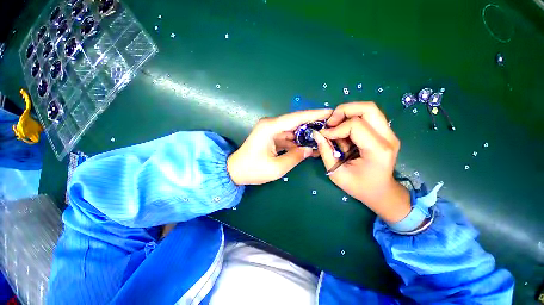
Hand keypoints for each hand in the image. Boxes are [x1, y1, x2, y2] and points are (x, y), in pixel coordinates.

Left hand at [227, 109, 332, 184]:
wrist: (235, 171)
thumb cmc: (253, 169)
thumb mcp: (276, 167)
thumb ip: (295, 157)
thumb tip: (310, 150)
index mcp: (270, 128)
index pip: (296, 118)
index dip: (314, 114)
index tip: (330, 112)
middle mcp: (271, 125)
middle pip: (296, 122)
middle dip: (313, 124)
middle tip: (330, 126)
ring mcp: (271, 130)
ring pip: (293, 130)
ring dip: (306, 134)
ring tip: (322, 138)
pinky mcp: (271, 136)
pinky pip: (288, 136)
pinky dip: (297, 141)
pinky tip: (308, 146)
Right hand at [312, 102, 410, 222]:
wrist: (381, 192)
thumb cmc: (359, 187)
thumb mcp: (337, 173)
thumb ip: (326, 152)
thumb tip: (317, 134)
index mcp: (378, 150)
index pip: (356, 125)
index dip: (336, 128)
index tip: (324, 135)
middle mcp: (388, 137)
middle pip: (368, 107)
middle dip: (344, 110)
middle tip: (330, 123)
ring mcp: (389, 133)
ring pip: (368, 109)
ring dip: (347, 113)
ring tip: (335, 126)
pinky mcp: (385, 132)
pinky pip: (367, 116)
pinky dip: (352, 119)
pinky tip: (344, 132)